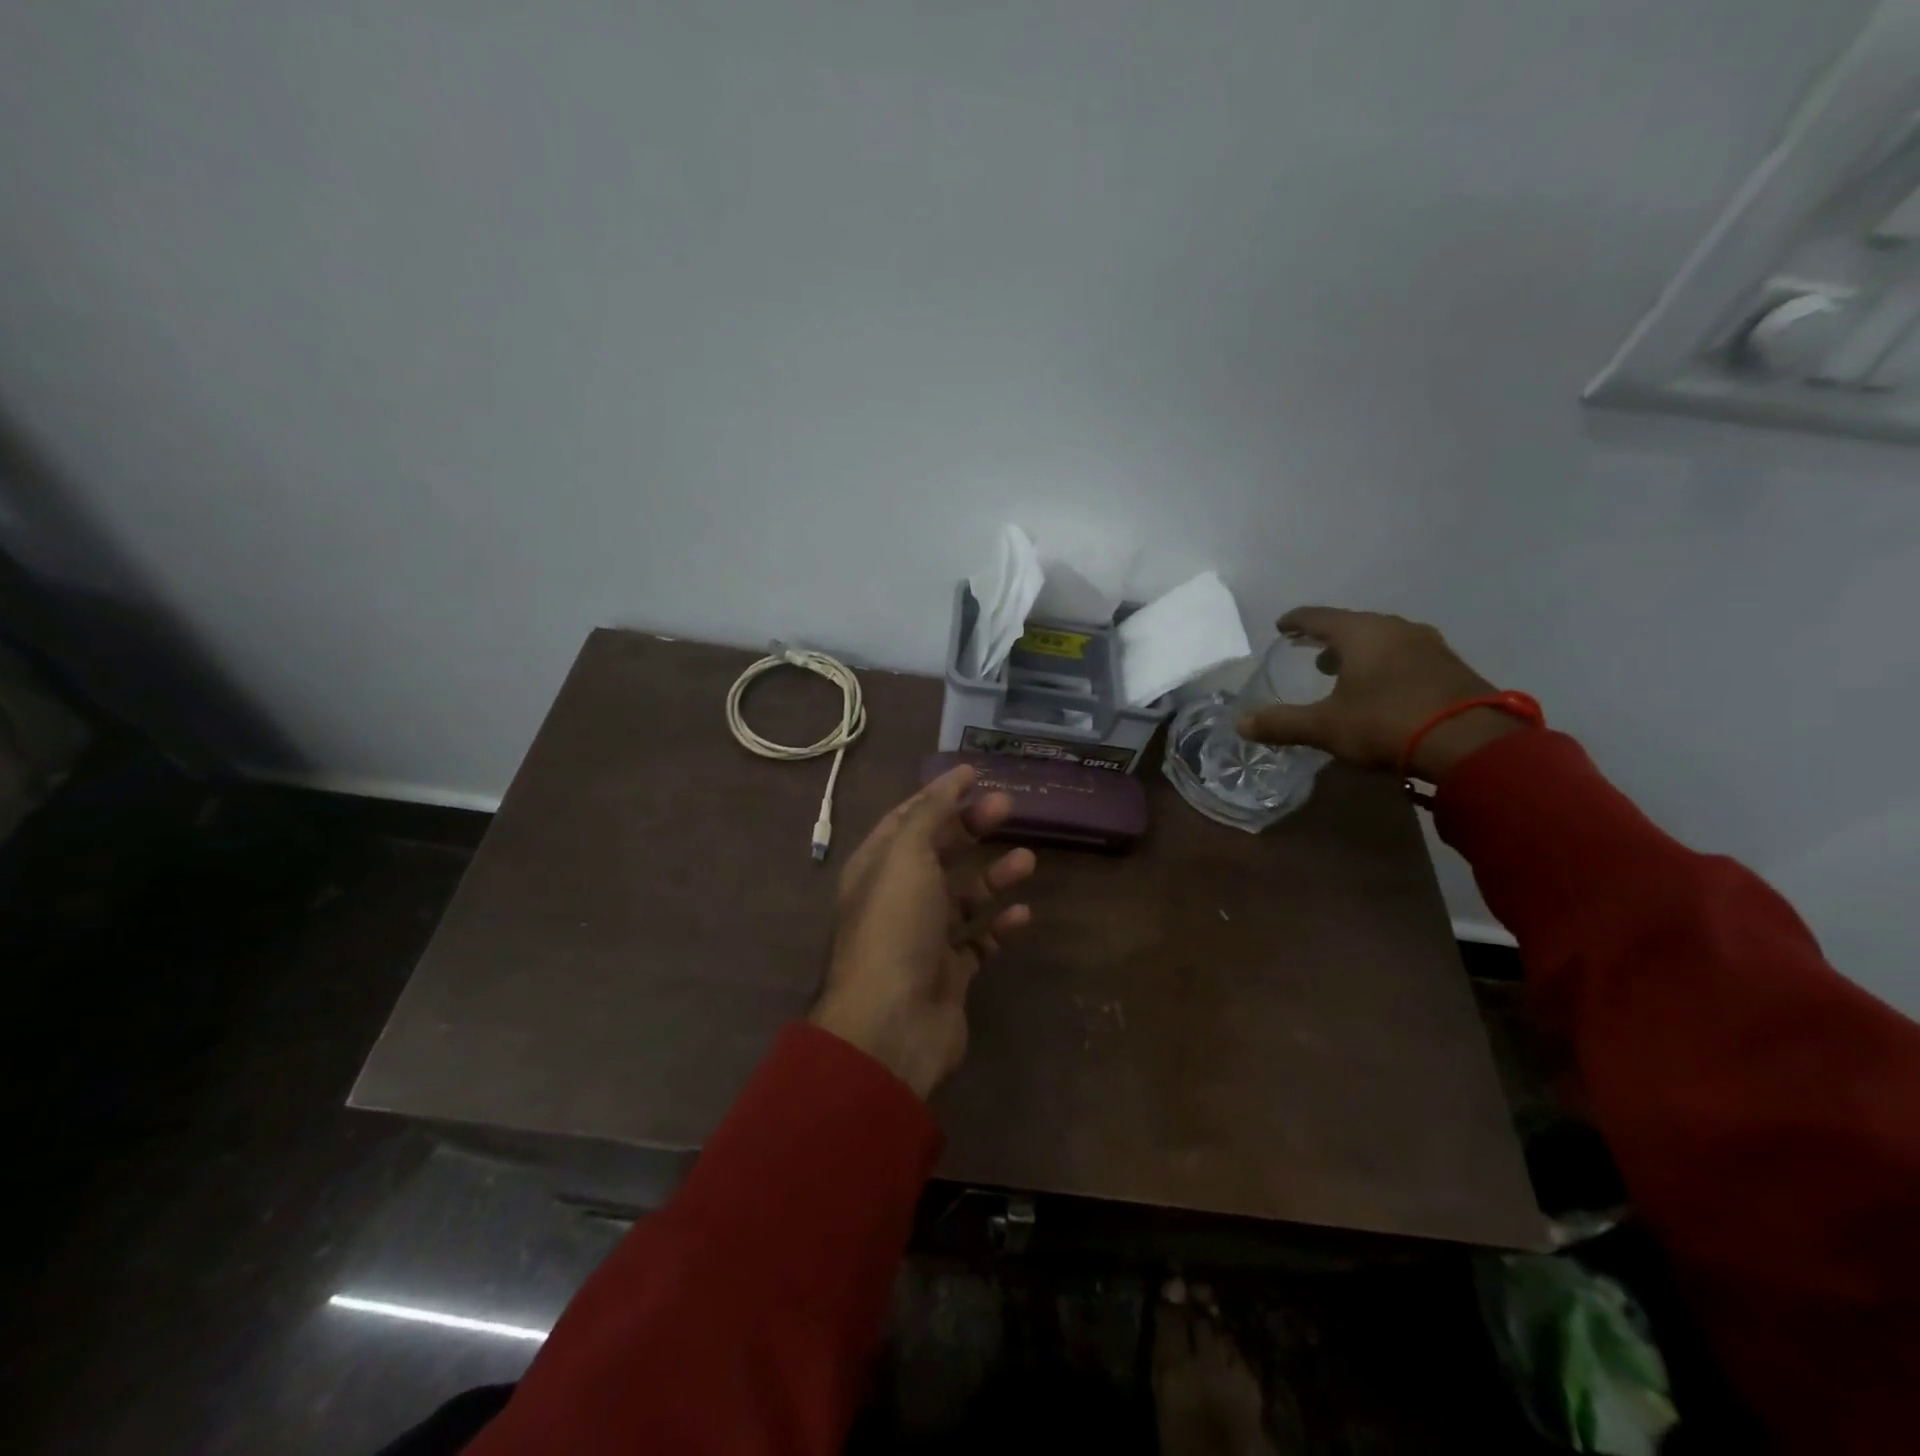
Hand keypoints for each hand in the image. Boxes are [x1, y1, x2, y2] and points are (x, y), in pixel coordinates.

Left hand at [810, 764, 1035, 1098]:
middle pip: (938, 853)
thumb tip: (953, 777)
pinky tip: (1023, 913)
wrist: (892, 1024)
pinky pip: (978, 942)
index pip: (907, 819)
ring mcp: (923, 938)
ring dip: (993, 876)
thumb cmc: (895, 928)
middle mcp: (898, 898)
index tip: (975, 774)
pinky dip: (999, 925)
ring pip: (962, 897)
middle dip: (971, 828)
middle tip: (1009, 806)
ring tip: (1028, 859)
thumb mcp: (906, 856)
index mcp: (877, 867)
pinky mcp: (948, 973)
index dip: (939, 794)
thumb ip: (929, 814)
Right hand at [1238, 607, 1521, 781]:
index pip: (1319, 617)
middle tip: (1311, 651)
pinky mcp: (1452, 667)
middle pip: (1354, 625)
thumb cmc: (1386, 723)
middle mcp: (1395, 629)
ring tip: (1344, 670)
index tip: (1282, 626)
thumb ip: (1282, 724)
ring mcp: (1429, 646)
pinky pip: (1407, 655)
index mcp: (1361, 633)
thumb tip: (1240, 724)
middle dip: (1329, 637)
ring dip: (1360, 651)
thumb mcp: (1325, 727)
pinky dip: (1386, 664)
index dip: (1296, 621)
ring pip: (1384, 639)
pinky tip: (1383, 686)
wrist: (1471, 743)